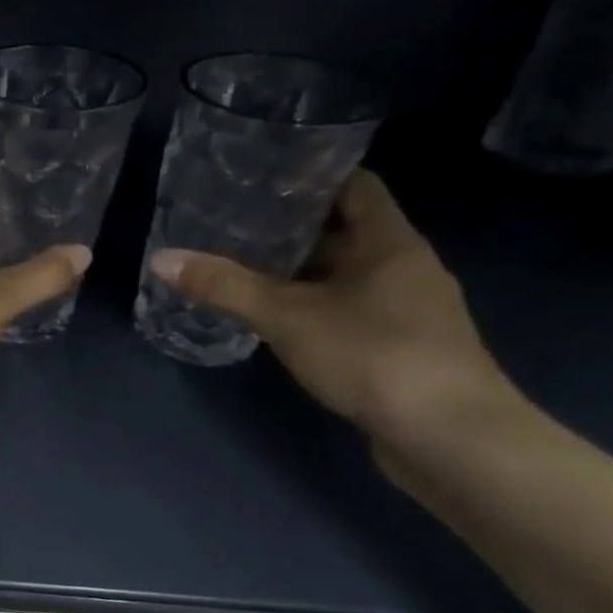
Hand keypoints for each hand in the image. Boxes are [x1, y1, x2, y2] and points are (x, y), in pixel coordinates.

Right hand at [147, 170, 520, 451]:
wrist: (451, 439)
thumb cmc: (375, 356)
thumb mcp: (287, 317)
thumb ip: (224, 286)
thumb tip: (161, 258)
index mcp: (391, 243)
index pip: (356, 185)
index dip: (312, 174)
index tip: (261, 173)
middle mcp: (405, 267)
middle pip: (345, 229)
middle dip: (291, 224)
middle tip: (232, 219)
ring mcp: (406, 309)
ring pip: (344, 272)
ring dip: (299, 268)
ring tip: (241, 262)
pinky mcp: (399, 345)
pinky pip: (347, 307)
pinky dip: (311, 302)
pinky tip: (273, 314)